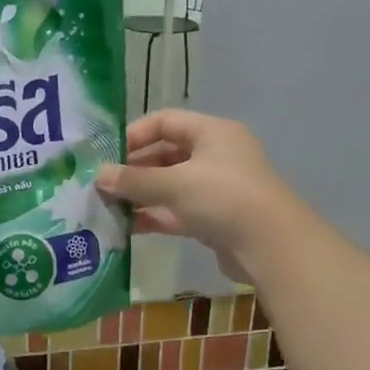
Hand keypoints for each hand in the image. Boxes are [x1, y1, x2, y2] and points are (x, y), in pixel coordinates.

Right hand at [95, 110, 301, 282]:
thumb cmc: (223, 199)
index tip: (107, 155)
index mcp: (212, 133)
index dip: (134, 135)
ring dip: (140, 195)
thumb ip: (134, 180)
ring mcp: (215, 189)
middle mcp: (215, 155)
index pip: (165, 121)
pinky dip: (153, 216)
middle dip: (133, 170)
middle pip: (165, 154)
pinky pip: (176, 211)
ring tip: (107, 207)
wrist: (272, 247)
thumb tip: (98, 176)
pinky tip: (126, 227)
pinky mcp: (213, 219)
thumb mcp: (174, 184)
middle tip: (101, 185)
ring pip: (169, 186)